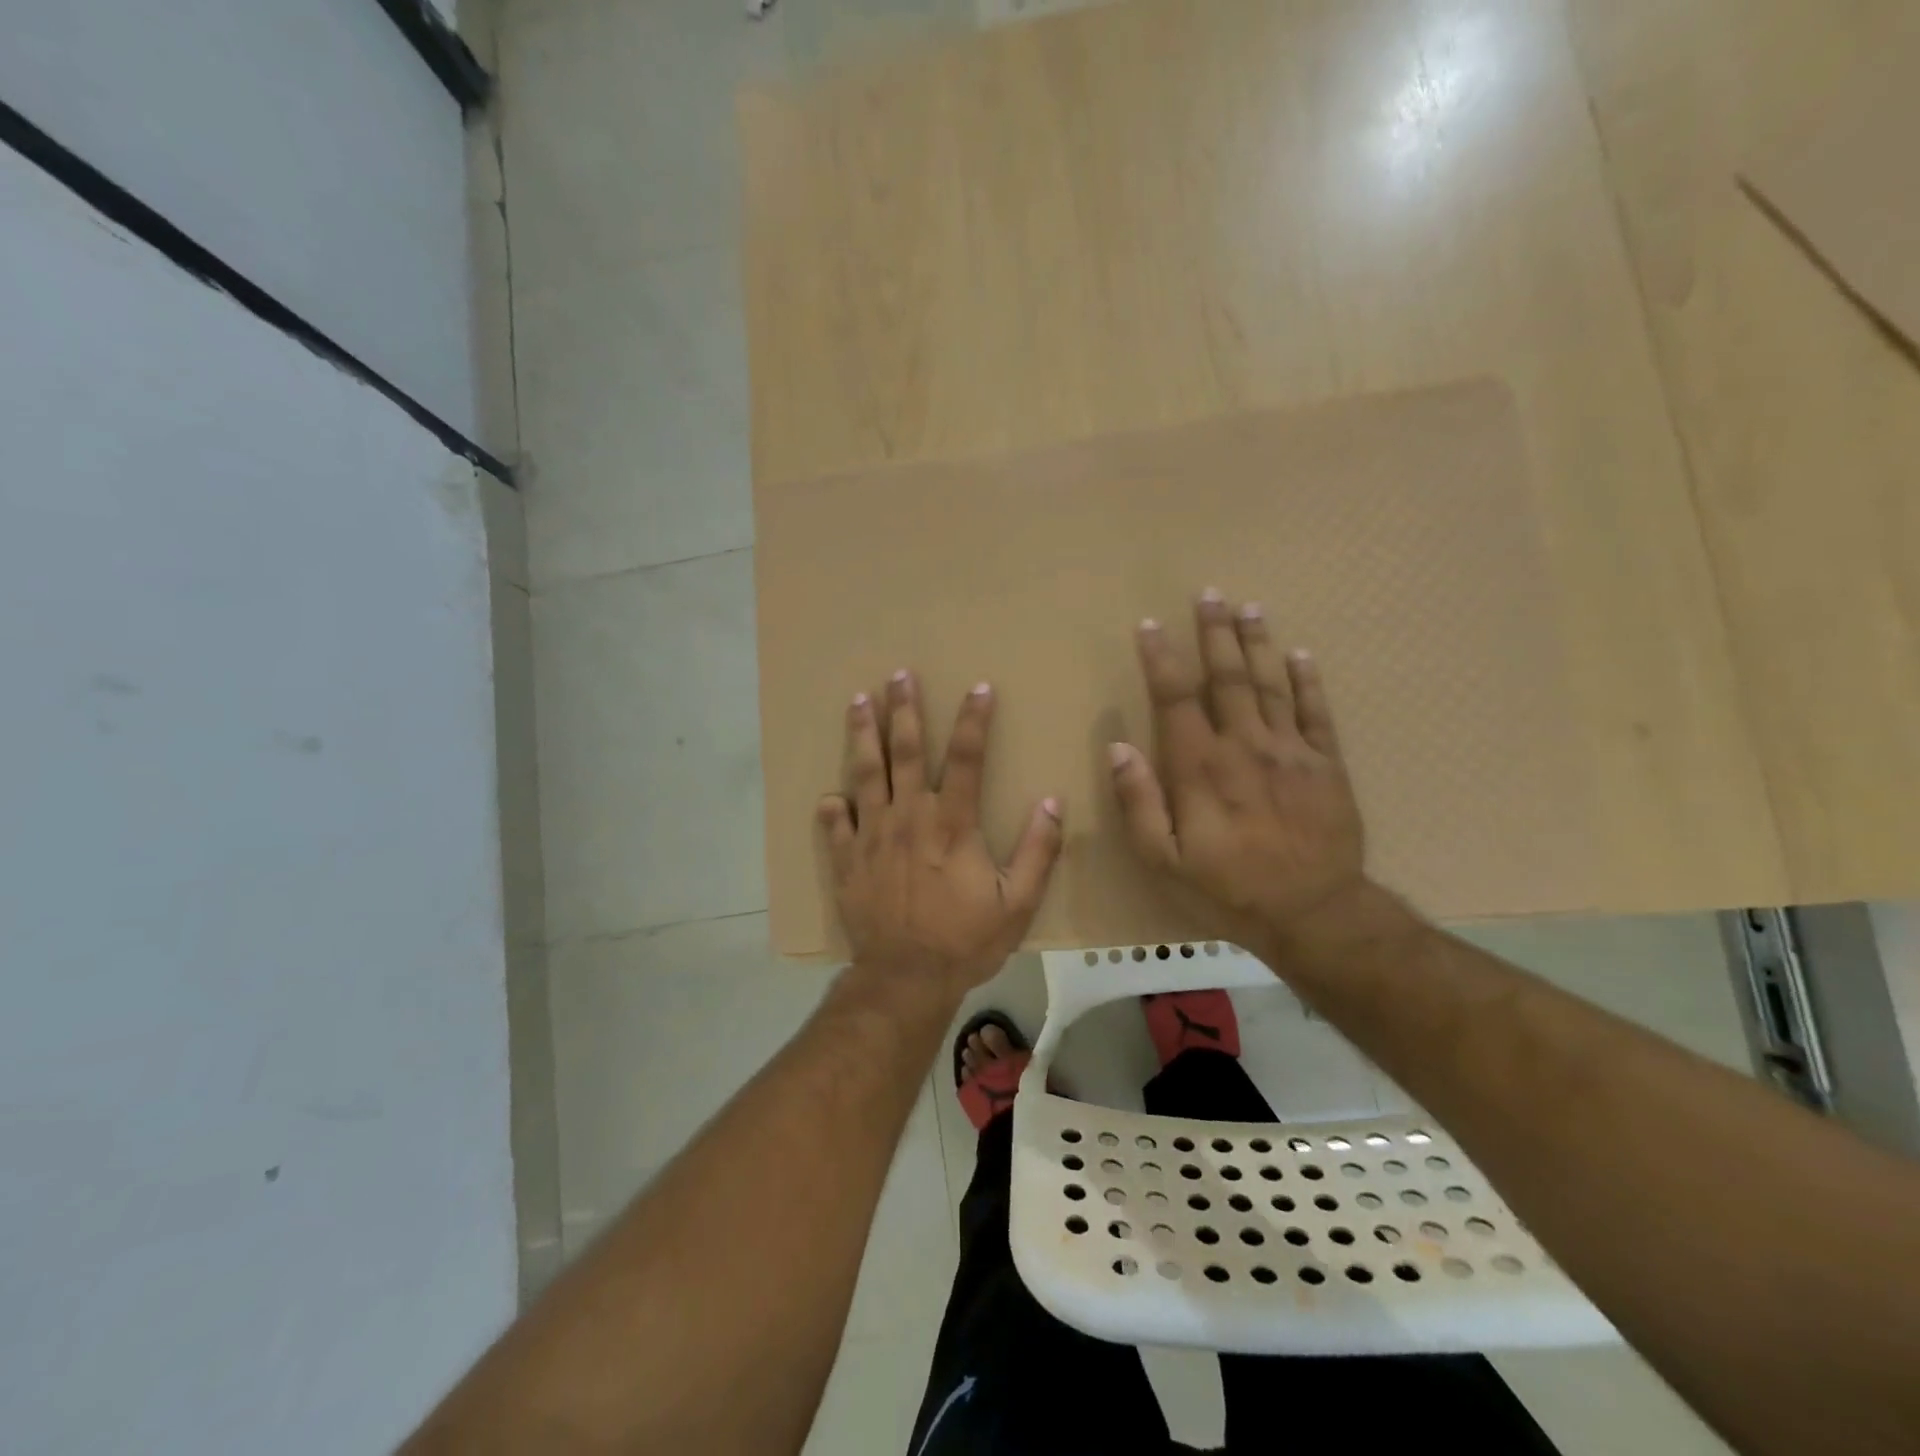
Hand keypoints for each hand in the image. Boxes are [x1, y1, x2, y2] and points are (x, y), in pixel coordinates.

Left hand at [819, 671, 1063, 998]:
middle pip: (904, 752)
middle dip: (903, 710)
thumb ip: (1038, 851)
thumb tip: (1051, 802)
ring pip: (864, 775)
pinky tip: (827, 795)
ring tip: (857, 701)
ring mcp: (872, 837)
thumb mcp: (1017, 903)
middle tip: (899, 674)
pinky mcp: (848, 862)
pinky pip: (836, 827)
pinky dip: (832, 809)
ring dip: (862, 735)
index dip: (973, 720)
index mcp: (951, 824)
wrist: (905, 980)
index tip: (978, 687)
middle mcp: (908, 819)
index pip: (965, 758)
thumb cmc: (965, 941)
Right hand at [1109, 591, 1370, 951]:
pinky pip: (1317, 713)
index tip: (1150, 625)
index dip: (1161, 659)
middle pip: (1227, 677)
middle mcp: (1245, 746)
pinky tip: (1301, 655)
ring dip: (1258, 643)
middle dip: (1214, 633)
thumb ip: (1138, 802)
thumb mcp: (1164, 860)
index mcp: (1201, 767)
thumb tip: (1117, 748)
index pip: (1176, 699)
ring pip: (1271, 684)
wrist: (1314, 914)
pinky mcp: (1327, 765)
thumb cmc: (1228, 889)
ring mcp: (1291, 751)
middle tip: (1209, 594)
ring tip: (1249, 607)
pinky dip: (1308, 681)